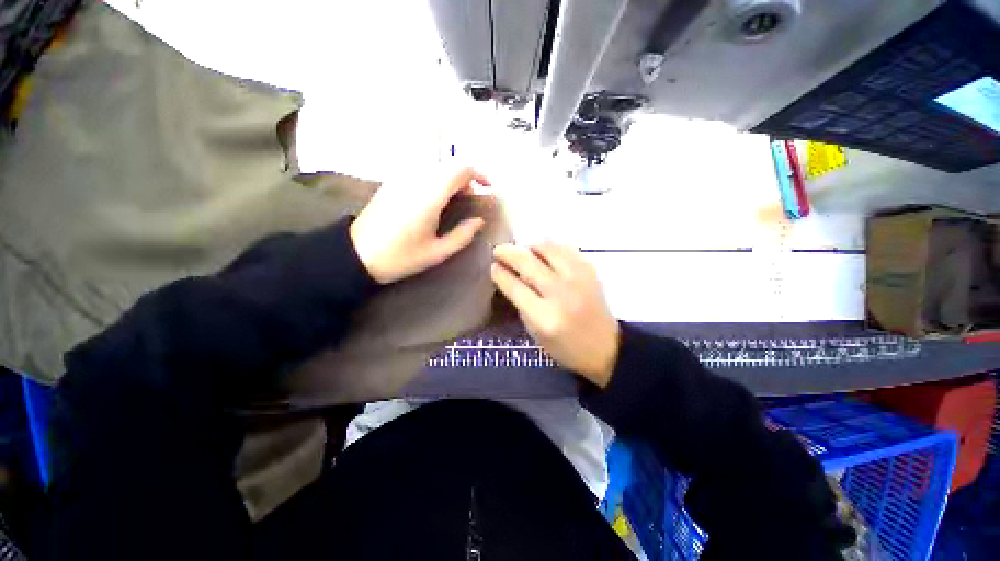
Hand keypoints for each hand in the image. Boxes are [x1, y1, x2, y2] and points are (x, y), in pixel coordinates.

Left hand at [350, 168, 490, 283]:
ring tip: (454, 203)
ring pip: (436, 167)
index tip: (488, 188)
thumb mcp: (437, 252)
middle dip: (466, 180)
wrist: (357, 254)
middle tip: (470, 202)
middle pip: (450, 165)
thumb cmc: (400, 257)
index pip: (461, 169)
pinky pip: (422, 172)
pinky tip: (434, 201)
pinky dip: (436, 181)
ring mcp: (402, 177)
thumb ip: (463, 235)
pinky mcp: (393, 181)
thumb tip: (479, 221)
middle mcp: (416, 178)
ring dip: (451, 180)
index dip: (479, 174)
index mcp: (430, 195)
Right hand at [491, 243, 619, 386]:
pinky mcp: (590, 271)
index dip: (500, 274)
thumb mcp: (535, 333)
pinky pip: (566, 249)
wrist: (605, 347)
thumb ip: (522, 304)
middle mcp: (561, 294)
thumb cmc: (565, 347)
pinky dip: (551, 248)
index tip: (493, 266)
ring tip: (524, 251)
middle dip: (509, 253)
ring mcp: (578, 279)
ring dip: (531, 247)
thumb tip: (510, 277)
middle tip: (499, 250)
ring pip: (548, 249)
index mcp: (545, 317)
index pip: (515, 287)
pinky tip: (544, 253)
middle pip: (528, 263)